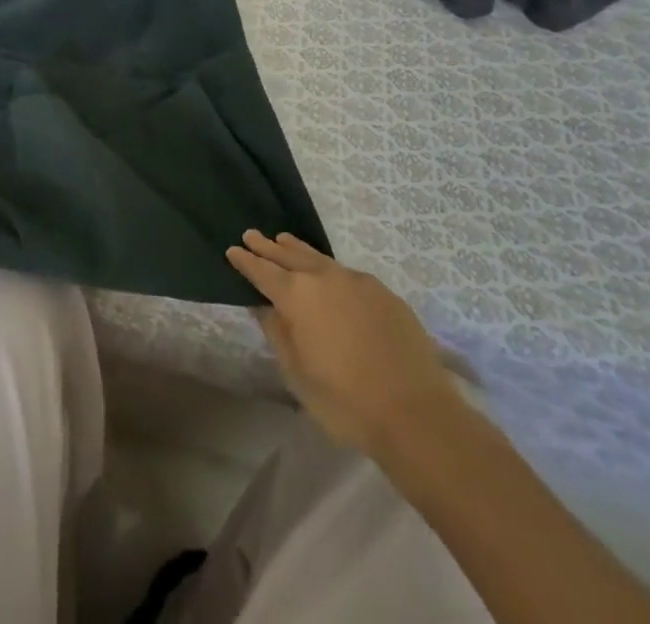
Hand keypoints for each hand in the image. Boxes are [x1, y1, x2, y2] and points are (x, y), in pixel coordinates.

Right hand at [227, 230, 453, 453]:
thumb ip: (277, 333)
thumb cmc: (346, 402)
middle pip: (289, 255)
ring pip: (318, 258)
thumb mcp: (297, 374)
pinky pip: (346, 272)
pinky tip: (329, 275)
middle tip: (252, 234)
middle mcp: (324, 278)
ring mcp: (357, 281)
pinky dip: (328, 268)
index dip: (245, 261)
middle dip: (268, 247)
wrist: (417, 415)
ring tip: (283, 240)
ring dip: (297, 249)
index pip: (262, 271)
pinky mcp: (384, 293)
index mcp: (297, 296)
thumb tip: (263, 306)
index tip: (232, 250)